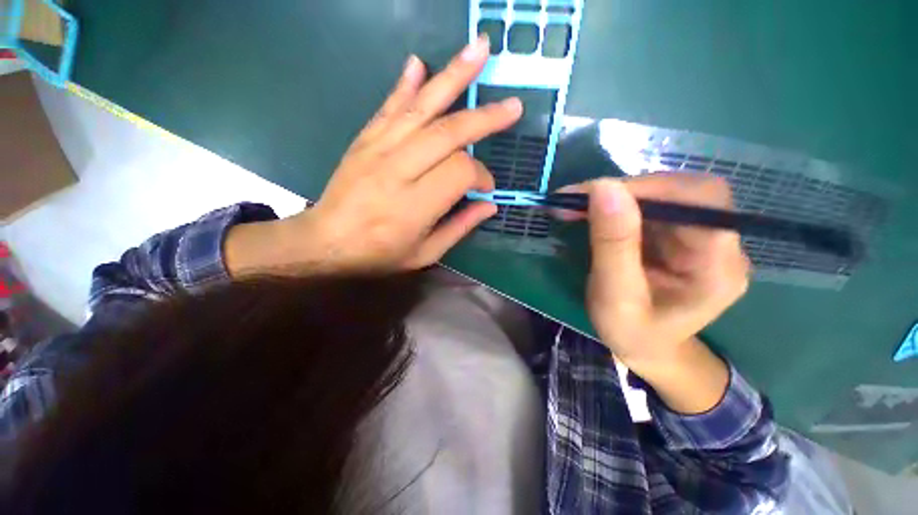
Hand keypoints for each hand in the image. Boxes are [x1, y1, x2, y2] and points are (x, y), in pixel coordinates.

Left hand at [250, 36, 520, 273]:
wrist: (325, 242)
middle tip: (513, 107)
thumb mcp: (425, 254)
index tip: (486, 187)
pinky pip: (389, 106)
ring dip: (453, 77)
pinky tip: (420, 63)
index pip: (461, 172)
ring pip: (422, 107)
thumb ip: (459, 228)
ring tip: (480, 50)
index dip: (482, 176)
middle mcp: (399, 170)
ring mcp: (379, 149)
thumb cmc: (378, 254)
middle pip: (449, 132)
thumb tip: (489, 205)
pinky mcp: (364, 140)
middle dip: (485, 118)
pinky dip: (406, 83)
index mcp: (416, 204)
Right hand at [556, 174, 749, 378]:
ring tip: (576, 206)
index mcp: (718, 267)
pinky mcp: (679, 236)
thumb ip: (613, 245)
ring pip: (664, 195)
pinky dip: (616, 205)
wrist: (646, 349)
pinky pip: (650, 208)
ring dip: (616, 196)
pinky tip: (592, 212)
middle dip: (626, 190)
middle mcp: (721, 244)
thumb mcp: (615, 297)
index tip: (593, 193)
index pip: (700, 201)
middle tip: (576, 200)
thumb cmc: (632, 333)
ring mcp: (700, 238)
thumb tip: (603, 187)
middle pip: (682, 192)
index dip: (649, 188)